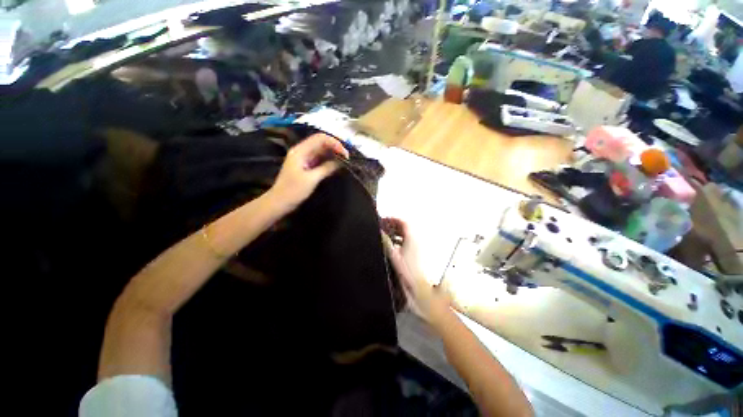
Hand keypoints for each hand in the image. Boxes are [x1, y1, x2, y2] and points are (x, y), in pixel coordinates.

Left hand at [268, 133, 348, 212]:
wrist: (280, 203)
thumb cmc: (294, 191)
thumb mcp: (312, 179)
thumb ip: (327, 168)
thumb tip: (341, 161)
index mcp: (300, 151)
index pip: (320, 138)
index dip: (334, 142)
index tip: (345, 153)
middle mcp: (302, 151)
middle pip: (321, 143)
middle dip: (335, 147)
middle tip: (347, 157)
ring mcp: (304, 159)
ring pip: (321, 151)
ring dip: (333, 154)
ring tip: (345, 161)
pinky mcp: (306, 166)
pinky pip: (320, 159)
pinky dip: (328, 161)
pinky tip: (337, 165)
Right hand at [381, 218, 448, 320]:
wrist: (419, 288)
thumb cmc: (408, 272)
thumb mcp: (393, 255)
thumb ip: (386, 242)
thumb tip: (380, 232)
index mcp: (412, 238)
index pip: (403, 222)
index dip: (392, 219)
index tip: (384, 220)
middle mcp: (416, 240)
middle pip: (405, 227)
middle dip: (393, 225)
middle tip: (383, 227)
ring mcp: (418, 247)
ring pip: (406, 235)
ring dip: (396, 233)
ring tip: (386, 235)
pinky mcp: (417, 254)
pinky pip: (407, 242)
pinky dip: (399, 240)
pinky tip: (393, 246)